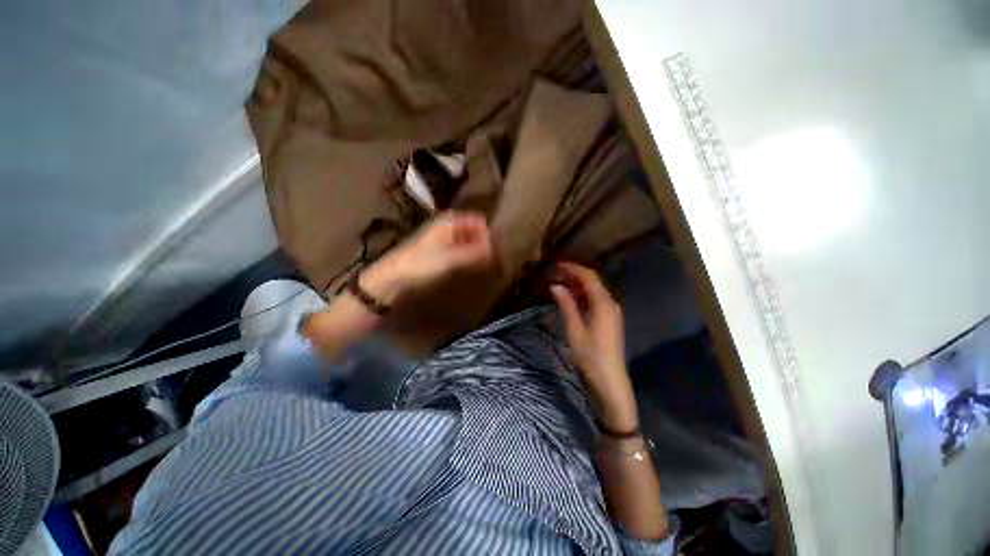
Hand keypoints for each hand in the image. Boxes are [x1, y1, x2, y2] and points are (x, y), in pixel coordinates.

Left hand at [363, 212, 492, 301]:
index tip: (498, 247)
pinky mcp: (437, 251)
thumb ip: (474, 253)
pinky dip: (468, 255)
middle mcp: (446, 226)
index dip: (488, 232)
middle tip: (495, 257)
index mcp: (449, 222)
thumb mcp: (451, 258)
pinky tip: (471, 266)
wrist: (394, 277)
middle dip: (484, 241)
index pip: (477, 221)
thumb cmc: (422, 264)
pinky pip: (459, 249)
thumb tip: (495, 249)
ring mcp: (441, 239)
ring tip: (486, 263)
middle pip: (472, 230)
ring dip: (477, 249)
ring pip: (466, 239)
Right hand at [550, 262, 637, 431]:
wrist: (610, 380)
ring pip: (594, 291)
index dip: (573, 268)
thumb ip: (566, 305)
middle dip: (574, 275)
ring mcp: (611, 312)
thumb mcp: (575, 329)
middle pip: (592, 282)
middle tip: (555, 274)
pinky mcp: (609, 320)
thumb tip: (555, 286)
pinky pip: (595, 301)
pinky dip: (582, 297)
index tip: (556, 265)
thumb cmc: (591, 355)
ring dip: (577, 286)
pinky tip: (571, 300)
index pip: (588, 277)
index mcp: (603, 303)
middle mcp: (610, 303)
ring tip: (559, 285)